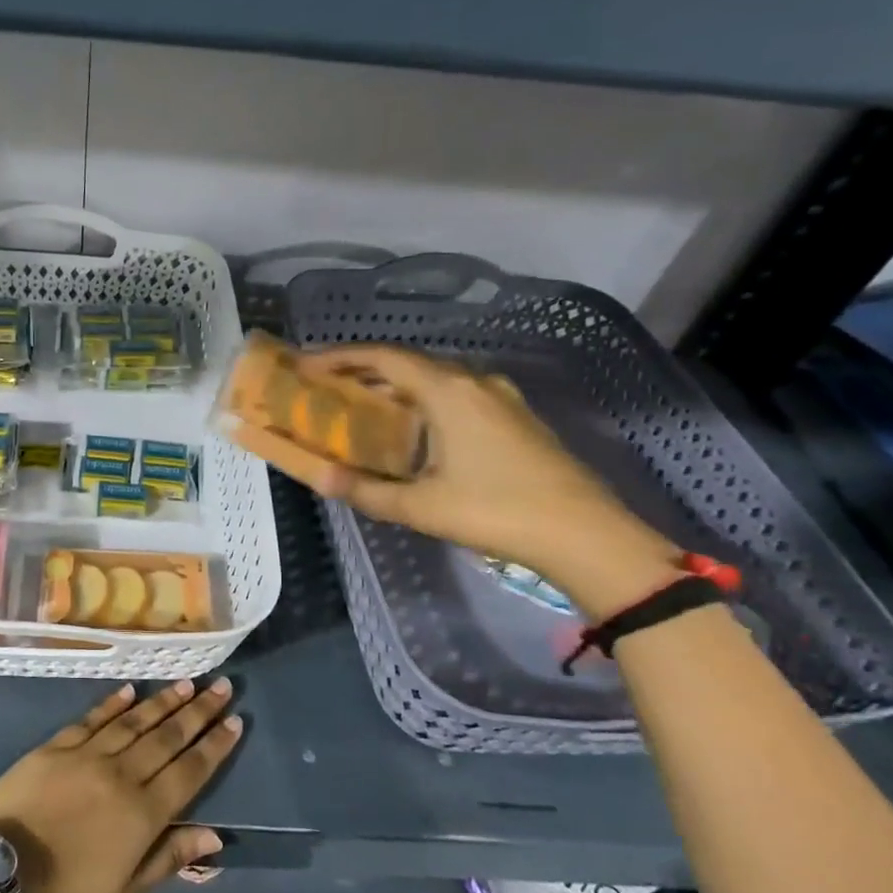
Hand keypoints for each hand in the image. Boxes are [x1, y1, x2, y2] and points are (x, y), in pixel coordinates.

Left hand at [0, 678, 241, 892]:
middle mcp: (121, 775)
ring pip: (133, 722)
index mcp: (142, 814)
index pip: (189, 772)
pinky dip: (112, 704)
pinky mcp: (55, 747)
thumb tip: (213, 836)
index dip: (213, 747)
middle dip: (198, 712)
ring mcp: (86, 756)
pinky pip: (90, 719)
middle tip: (221, 687)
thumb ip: (167, 859)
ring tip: (186, 684)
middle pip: (167, 738)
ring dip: (162, 702)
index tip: (234, 721)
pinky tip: (129, 690)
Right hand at [266, 345, 682, 619]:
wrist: (587, 535)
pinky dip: (423, 400)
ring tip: (361, 404)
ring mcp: (500, 397)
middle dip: (363, 370)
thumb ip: (366, 491)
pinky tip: (413, 428)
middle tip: (326, 384)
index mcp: (448, 391)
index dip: (340, 356)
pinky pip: (456, 394)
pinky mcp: (516, 417)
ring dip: (395, 386)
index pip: (383, 357)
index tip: (306, 362)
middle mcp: (474, 382)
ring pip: (434, 378)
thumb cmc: (497, 511)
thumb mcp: (422, 506)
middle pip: (408, 362)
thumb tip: (320, 478)